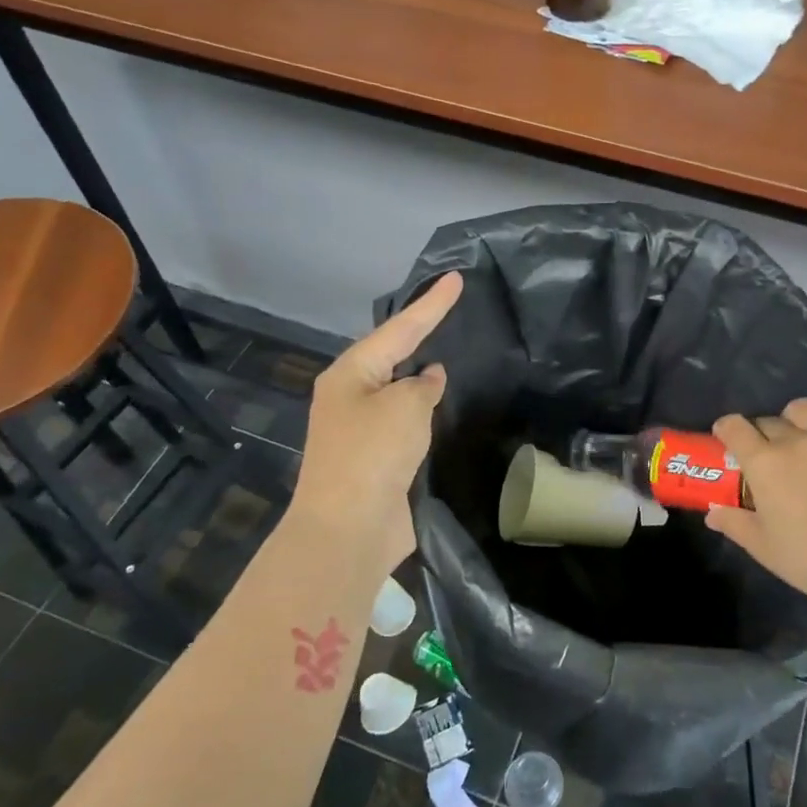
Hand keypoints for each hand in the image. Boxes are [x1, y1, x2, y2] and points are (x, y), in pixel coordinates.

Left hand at [290, 272, 463, 577]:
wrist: (349, 528)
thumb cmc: (373, 454)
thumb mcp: (406, 407)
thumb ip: (423, 385)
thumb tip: (428, 378)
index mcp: (350, 375)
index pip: (399, 329)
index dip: (431, 304)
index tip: (457, 278)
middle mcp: (351, 397)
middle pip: (392, 356)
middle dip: (419, 335)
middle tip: (449, 310)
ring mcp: (361, 431)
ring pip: (398, 392)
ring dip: (421, 378)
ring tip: (451, 354)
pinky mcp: (376, 460)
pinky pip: (405, 424)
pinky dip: (424, 413)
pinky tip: (443, 407)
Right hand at [708, 398, 806, 606]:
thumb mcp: (762, 546)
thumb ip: (734, 523)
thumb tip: (712, 513)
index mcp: (765, 463)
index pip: (735, 428)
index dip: (726, 428)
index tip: (725, 436)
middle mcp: (796, 441)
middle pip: (769, 420)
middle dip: (760, 432)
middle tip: (766, 453)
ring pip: (804, 408)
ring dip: (794, 418)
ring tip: (800, 435)